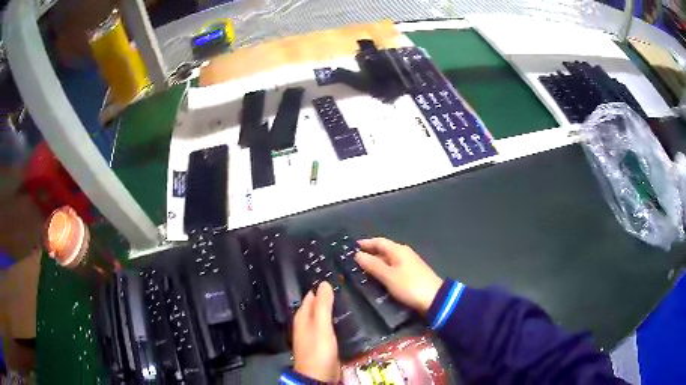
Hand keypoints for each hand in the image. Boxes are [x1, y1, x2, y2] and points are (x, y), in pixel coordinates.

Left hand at [292, 281, 339, 381]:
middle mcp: (307, 323)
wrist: (319, 375)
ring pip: (326, 316)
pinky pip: (331, 327)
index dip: (322, 287)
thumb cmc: (318, 349)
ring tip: (352, 298)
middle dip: (330, 297)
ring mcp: (316, 334)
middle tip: (348, 285)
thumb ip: (323, 305)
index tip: (337, 276)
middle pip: (318, 306)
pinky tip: (349, 318)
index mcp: (302, 317)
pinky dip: (338, 321)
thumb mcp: (321, 326)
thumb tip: (324, 283)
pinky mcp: (325, 343)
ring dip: (335, 309)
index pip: (311, 296)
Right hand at [355, 238, 442, 313]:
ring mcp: (409, 264)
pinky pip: (393, 268)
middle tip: (354, 261)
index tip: (352, 247)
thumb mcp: (388, 276)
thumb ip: (372, 265)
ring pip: (388, 260)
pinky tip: (377, 279)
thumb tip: (357, 254)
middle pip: (384, 250)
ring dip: (376, 263)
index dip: (366, 243)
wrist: (434, 299)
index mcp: (398, 250)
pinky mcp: (411, 274)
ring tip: (362, 271)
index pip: (379, 241)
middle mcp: (404, 253)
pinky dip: (383, 271)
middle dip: (369, 254)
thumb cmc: (409, 285)